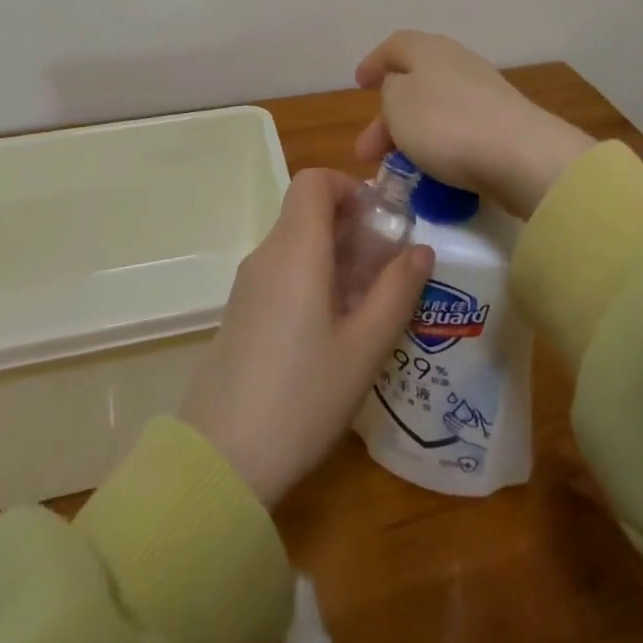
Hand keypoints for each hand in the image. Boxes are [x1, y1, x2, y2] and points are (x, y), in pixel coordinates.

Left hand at [179, 168, 433, 506]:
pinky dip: (315, 280)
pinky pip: (284, 273)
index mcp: (296, 249)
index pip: (315, 180)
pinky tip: (335, 330)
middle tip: (388, 270)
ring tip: (369, 305)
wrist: (220, 462)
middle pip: (309, 212)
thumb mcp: (364, 347)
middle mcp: (268, 255)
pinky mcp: (243, 313)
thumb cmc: (301, 397)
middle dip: (354, 228)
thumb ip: (397, 291)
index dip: (350, 187)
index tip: (381, 223)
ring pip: (298, 244)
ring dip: (337, 257)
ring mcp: (250, 285)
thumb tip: (421, 248)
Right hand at [353, 31, 593, 218]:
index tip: (359, 84)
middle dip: (386, 117)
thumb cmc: (447, 123)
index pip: (396, 46)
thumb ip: (390, 91)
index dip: (374, 62)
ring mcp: (484, 93)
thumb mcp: (398, 103)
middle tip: (366, 152)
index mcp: (430, 49)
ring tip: (395, 170)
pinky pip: (457, 130)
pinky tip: (431, 174)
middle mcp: (458, 62)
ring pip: (435, 109)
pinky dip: (438, 147)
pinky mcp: (501, 123)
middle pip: (414, 82)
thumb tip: (401, 90)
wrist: (521, 156)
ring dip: (410, 135)